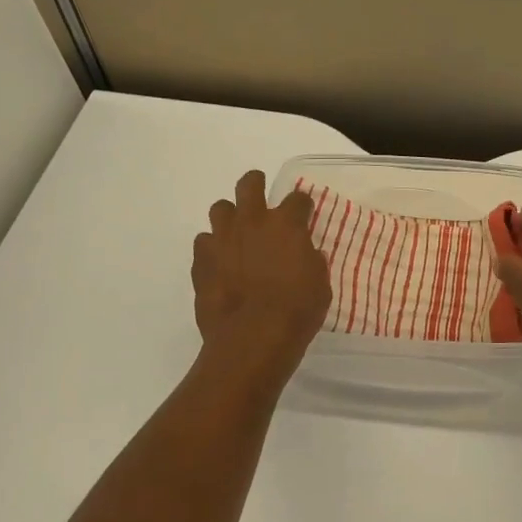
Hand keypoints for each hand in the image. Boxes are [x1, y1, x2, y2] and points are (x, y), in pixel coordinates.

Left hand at [192, 170, 331, 384]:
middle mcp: (252, 221)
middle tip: (259, 195)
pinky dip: (212, 249)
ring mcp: (222, 238)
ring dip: (229, 216)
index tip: (303, 214)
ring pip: (219, 208)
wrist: (253, 338)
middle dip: (255, 184)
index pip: (298, 198)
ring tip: (235, 233)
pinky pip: (203, 243)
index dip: (302, 205)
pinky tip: (219, 263)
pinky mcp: (201, 260)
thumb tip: (307, 254)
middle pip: (249, 184)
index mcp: (287, 224)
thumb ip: (312, 262)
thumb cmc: (296, 311)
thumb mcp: (320, 284)